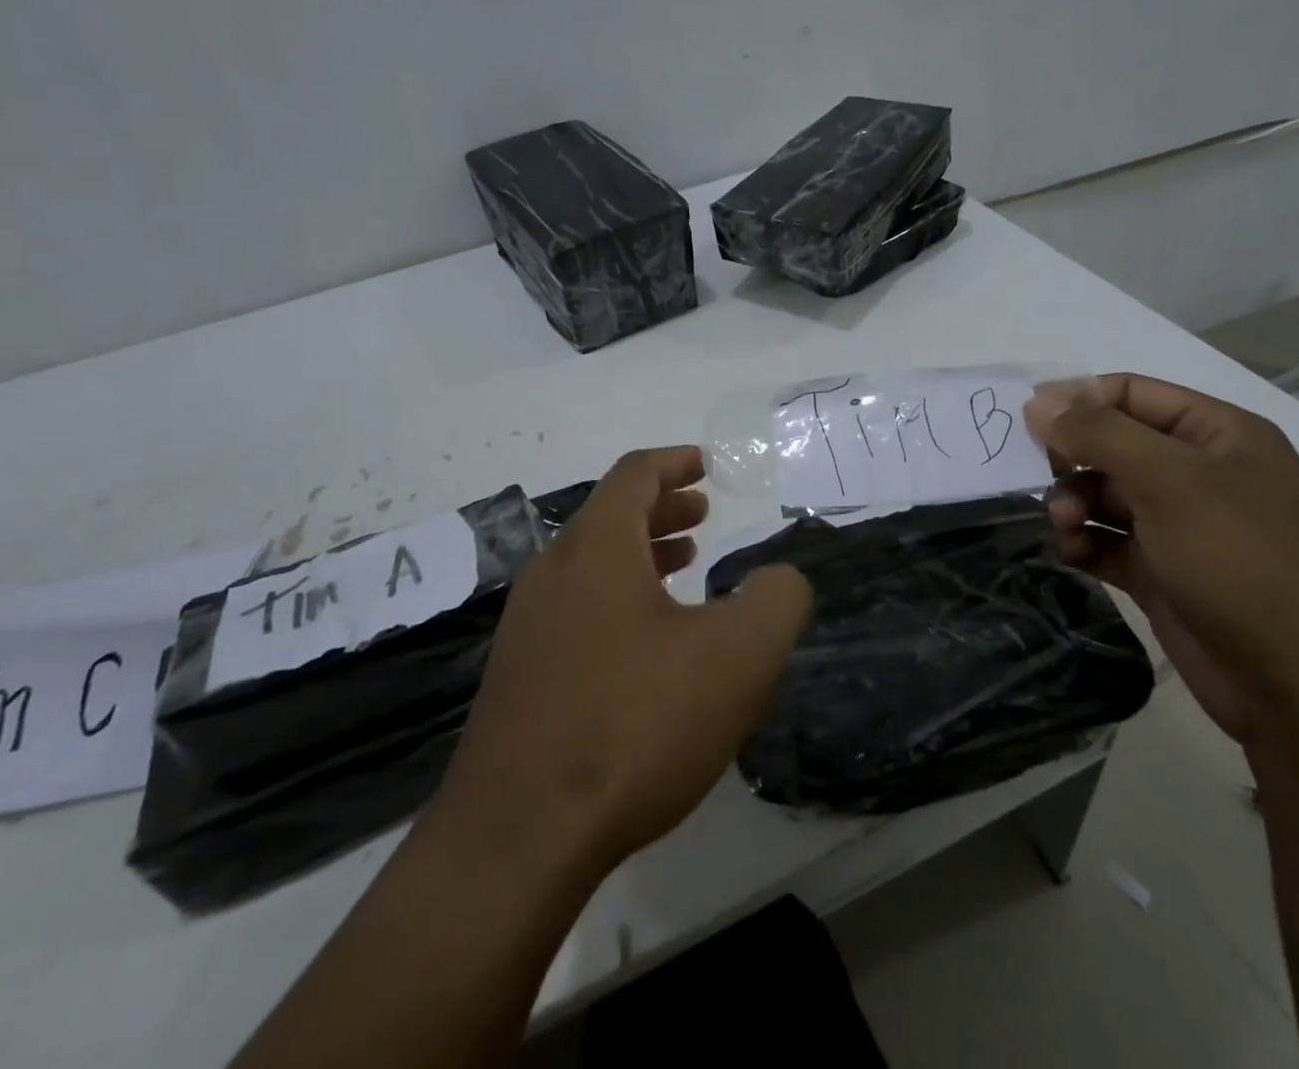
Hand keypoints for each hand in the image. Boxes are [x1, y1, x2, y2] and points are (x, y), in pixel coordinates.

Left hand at [427, 446, 812, 880]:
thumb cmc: (634, 723)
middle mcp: (552, 572)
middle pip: (610, 515)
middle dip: (661, 508)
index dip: (675, 462)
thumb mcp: (737, 656)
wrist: (519, 837)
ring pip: (591, 564)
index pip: (634, 475)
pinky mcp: (518, 676)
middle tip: (702, 514)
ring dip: (640, 553)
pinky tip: (647, 643)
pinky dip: (618, 598)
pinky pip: (576, 608)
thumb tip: (779, 579)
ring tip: (684, 566)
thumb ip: (775, 600)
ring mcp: (526, 626)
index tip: (706, 464)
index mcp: (596, 547)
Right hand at [1024, 374, 1298, 742]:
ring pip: (1103, 495)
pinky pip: (1106, 542)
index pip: (1132, 394)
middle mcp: (1199, 474)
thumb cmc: (1242, 562)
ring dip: (1072, 505)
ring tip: (1065, 526)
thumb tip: (1037, 402)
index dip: (1079, 400)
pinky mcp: (1161, 573)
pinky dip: (1081, 543)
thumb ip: (1100, 434)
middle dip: (1073, 460)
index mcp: (1218, 435)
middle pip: (1112, 445)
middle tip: (1044, 480)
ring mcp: (1180, 526)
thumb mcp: (1171, 482)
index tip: (1028, 422)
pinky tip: (1069, 554)